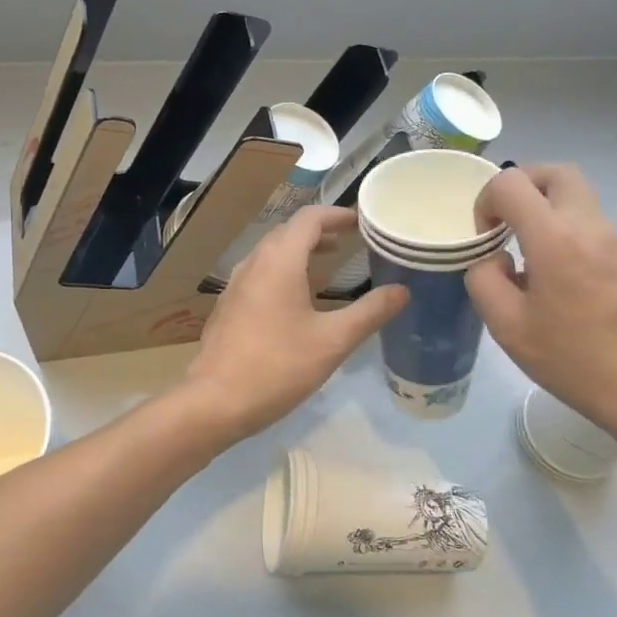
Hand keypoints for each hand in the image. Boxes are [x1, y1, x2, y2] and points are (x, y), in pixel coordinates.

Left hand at [183, 206, 407, 441]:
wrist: (214, 401)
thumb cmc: (278, 367)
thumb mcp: (333, 341)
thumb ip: (369, 313)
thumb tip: (402, 291)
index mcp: (279, 261)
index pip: (309, 218)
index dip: (337, 214)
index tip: (362, 222)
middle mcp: (254, 263)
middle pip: (288, 231)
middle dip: (320, 231)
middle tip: (350, 242)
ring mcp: (235, 284)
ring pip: (271, 253)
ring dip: (300, 251)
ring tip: (328, 265)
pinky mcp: (228, 306)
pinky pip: (259, 273)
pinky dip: (282, 271)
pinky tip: (295, 299)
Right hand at [465, 164, 616, 451]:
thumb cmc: (572, 360)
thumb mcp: (506, 326)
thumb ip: (484, 280)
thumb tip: (494, 260)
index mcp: (556, 239)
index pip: (512, 183)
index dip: (486, 200)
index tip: (484, 237)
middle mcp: (590, 227)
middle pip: (555, 173)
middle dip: (521, 185)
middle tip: (504, 221)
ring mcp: (616, 242)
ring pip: (577, 197)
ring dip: (544, 209)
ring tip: (526, 255)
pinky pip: (590, 226)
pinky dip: (565, 232)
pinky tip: (557, 281)